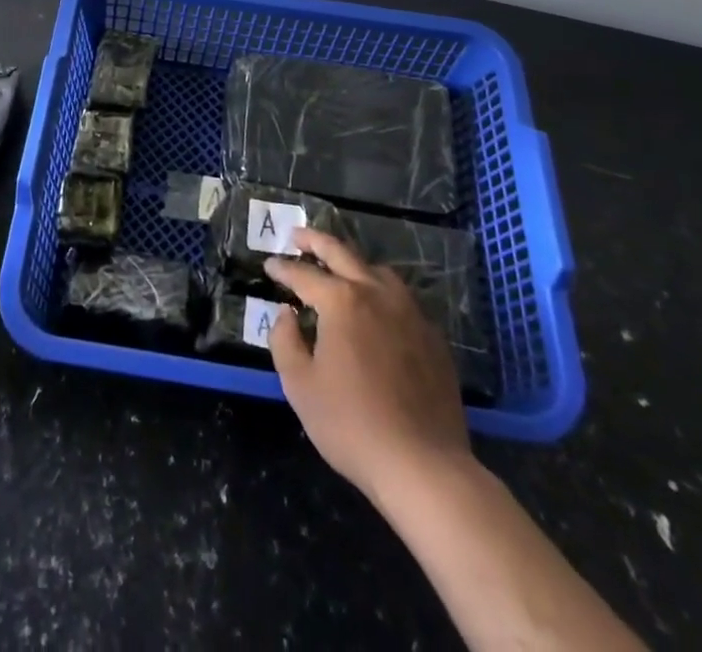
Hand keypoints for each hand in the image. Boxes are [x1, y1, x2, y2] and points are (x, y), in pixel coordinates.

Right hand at [265, 227, 471, 500]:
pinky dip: (380, 292)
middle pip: (342, 253)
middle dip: (315, 242)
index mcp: (341, 301)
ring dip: (353, 263)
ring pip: (377, 271)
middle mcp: (377, 293)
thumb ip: (285, 341)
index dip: (282, 269)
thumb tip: (287, 314)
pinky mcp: (432, 337)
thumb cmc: (351, 424)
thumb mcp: (300, 386)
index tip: (269, 265)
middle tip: (297, 237)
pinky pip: (401, 299)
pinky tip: (376, 310)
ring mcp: (410, 313)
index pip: (303, 274)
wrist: (423, 466)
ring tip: (338, 270)